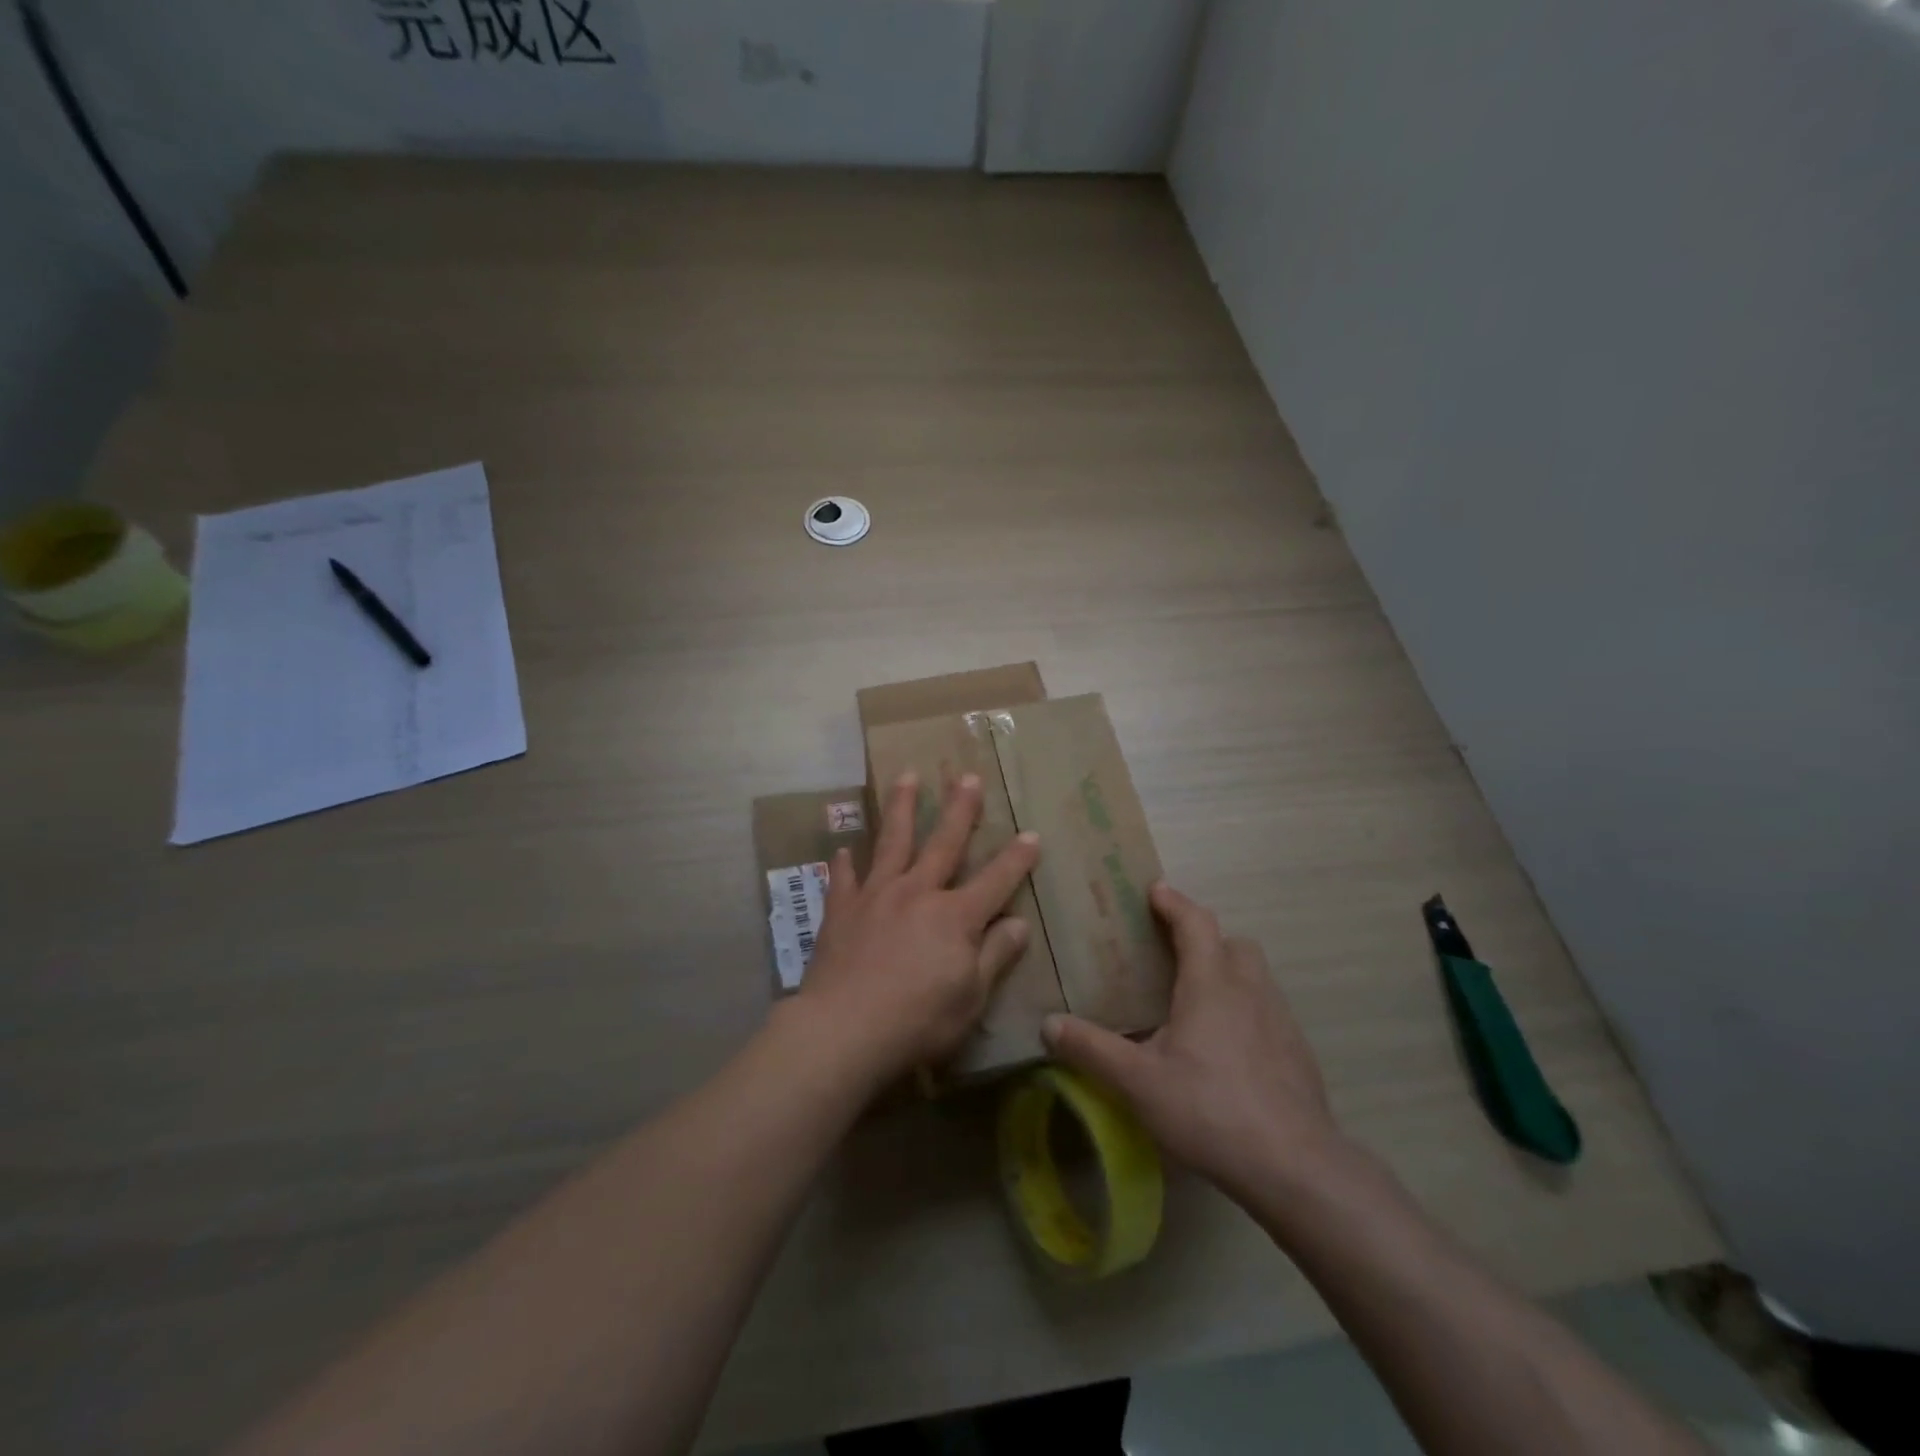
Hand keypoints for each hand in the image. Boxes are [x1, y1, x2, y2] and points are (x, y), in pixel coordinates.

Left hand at [794, 770, 1041, 1085]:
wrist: (844, 1029)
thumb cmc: (918, 1020)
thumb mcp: (971, 997)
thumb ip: (995, 955)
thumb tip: (1019, 923)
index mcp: (955, 916)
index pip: (995, 881)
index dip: (1017, 859)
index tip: (1032, 835)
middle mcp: (917, 893)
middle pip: (943, 843)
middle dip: (959, 810)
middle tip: (967, 777)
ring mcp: (876, 896)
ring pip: (892, 842)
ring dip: (902, 808)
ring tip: (907, 776)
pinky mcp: (842, 909)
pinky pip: (844, 878)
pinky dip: (845, 863)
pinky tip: (843, 849)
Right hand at [1041, 883, 1348, 1204]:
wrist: (1295, 1167)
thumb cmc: (1209, 1110)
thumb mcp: (1138, 1082)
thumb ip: (1092, 1050)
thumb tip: (1048, 1024)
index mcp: (1210, 985)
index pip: (1195, 923)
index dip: (1174, 902)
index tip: (1155, 891)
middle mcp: (1250, 990)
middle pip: (1233, 943)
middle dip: (1206, 938)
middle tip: (1174, 953)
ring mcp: (1281, 1021)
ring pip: (1255, 976)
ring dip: (1228, 972)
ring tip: (1198, 1001)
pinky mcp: (1298, 1053)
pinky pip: (1269, 1010)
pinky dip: (1246, 1009)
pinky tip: (1228, 1048)